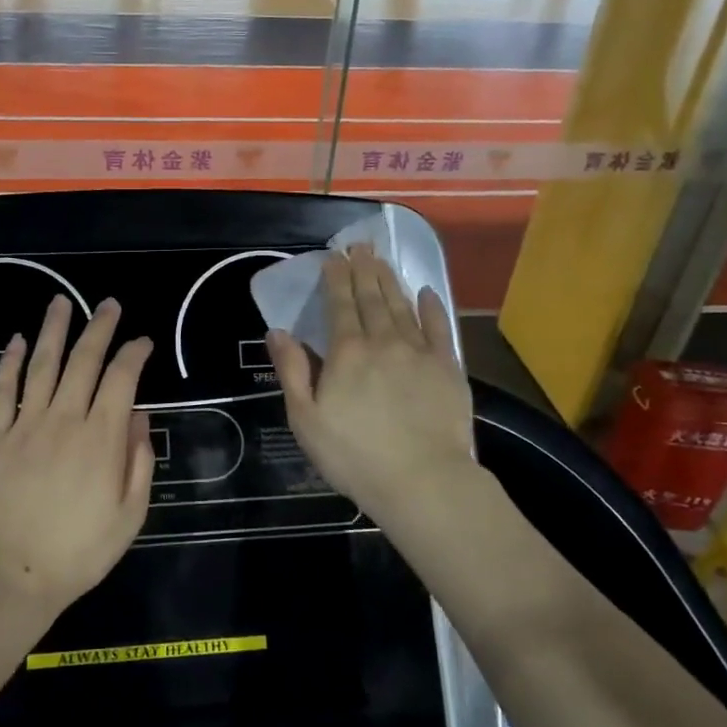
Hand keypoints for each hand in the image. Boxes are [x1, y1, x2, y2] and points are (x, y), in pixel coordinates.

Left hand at [0, 296, 155, 613]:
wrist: (12, 575)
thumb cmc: (79, 551)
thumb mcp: (129, 515)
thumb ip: (139, 461)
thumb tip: (140, 416)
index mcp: (101, 438)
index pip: (122, 379)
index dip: (134, 354)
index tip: (143, 341)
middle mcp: (64, 420)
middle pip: (83, 361)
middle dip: (99, 328)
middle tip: (109, 304)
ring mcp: (26, 426)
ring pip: (41, 366)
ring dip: (53, 331)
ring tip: (61, 302)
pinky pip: (2, 392)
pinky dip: (8, 364)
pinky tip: (15, 342)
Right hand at [267, 245, 473, 523]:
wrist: (423, 481)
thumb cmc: (354, 455)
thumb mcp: (306, 419)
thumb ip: (292, 371)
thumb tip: (277, 331)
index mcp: (347, 352)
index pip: (339, 304)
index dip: (335, 278)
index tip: (334, 257)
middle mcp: (383, 341)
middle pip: (371, 298)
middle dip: (363, 269)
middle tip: (360, 246)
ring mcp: (419, 352)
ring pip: (402, 306)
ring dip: (390, 281)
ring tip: (382, 260)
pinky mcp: (448, 368)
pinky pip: (439, 328)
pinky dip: (432, 307)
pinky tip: (427, 292)